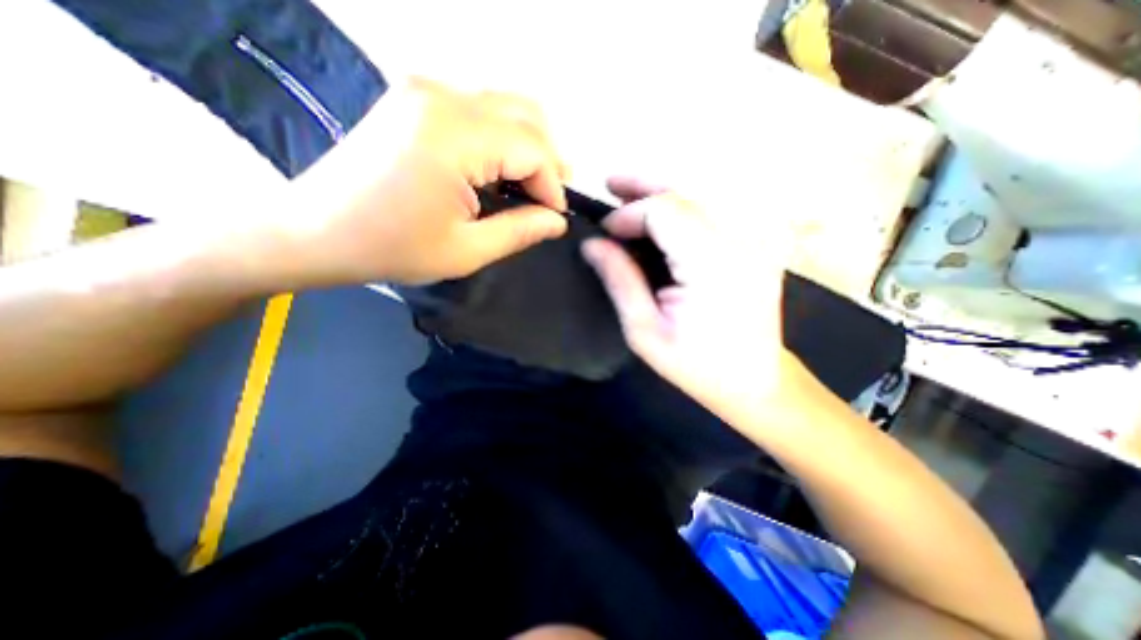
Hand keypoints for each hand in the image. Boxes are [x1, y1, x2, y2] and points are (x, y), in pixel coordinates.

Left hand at [286, 75, 569, 282]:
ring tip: (532, 187)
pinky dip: (502, 140)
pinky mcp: (416, 99)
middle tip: (550, 200)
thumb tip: (557, 221)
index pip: (532, 148)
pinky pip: (479, 111)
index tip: (555, 218)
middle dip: (548, 161)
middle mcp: (442, 97)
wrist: (315, 230)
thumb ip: (521, 231)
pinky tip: (500, 171)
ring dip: (528, 147)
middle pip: (525, 117)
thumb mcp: (466, 250)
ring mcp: (425, 91)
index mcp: (453, 135)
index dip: (553, 186)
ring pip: (506, 108)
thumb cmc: (391, 247)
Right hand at [580, 178, 801, 421]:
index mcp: (714, 265)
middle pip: (685, 197)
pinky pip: (711, 215)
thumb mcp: (645, 331)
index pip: (667, 212)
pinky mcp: (755, 246)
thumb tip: (593, 244)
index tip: (604, 232)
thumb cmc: (696, 366)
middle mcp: (741, 242)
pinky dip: (680, 211)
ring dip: (661, 195)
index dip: (630, 214)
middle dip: (643, 190)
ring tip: (626, 192)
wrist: (756, 382)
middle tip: (610, 184)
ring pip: (699, 200)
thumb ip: (620, 281)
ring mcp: (754, 241)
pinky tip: (659, 216)